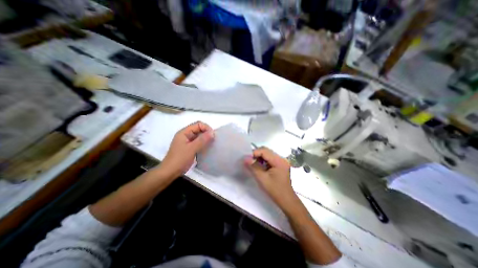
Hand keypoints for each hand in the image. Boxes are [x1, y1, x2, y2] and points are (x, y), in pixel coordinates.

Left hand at [159, 122, 212, 177]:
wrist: (170, 172)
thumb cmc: (180, 159)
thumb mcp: (191, 149)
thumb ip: (202, 140)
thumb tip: (212, 132)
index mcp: (184, 132)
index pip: (198, 124)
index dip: (206, 128)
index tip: (213, 135)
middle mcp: (186, 135)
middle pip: (199, 129)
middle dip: (207, 133)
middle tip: (214, 140)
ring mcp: (187, 141)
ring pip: (199, 136)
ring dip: (206, 138)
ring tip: (212, 144)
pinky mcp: (189, 147)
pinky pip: (198, 142)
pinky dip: (203, 143)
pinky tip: (207, 148)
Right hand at [244, 148, 297, 209]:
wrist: (287, 201)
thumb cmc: (275, 190)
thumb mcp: (262, 179)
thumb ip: (253, 167)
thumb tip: (245, 158)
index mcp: (278, 161)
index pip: (264, 151)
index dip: (254, 153)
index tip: (246, 158)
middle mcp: (281, 158)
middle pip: (266, 151)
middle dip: (256, 154)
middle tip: (248, 160)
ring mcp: (281, 161)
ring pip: (267, 154)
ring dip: (259, 157)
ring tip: (252, 163)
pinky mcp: (280, 165)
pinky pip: (269, 159)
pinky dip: (263, 161)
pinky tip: (258, 166)